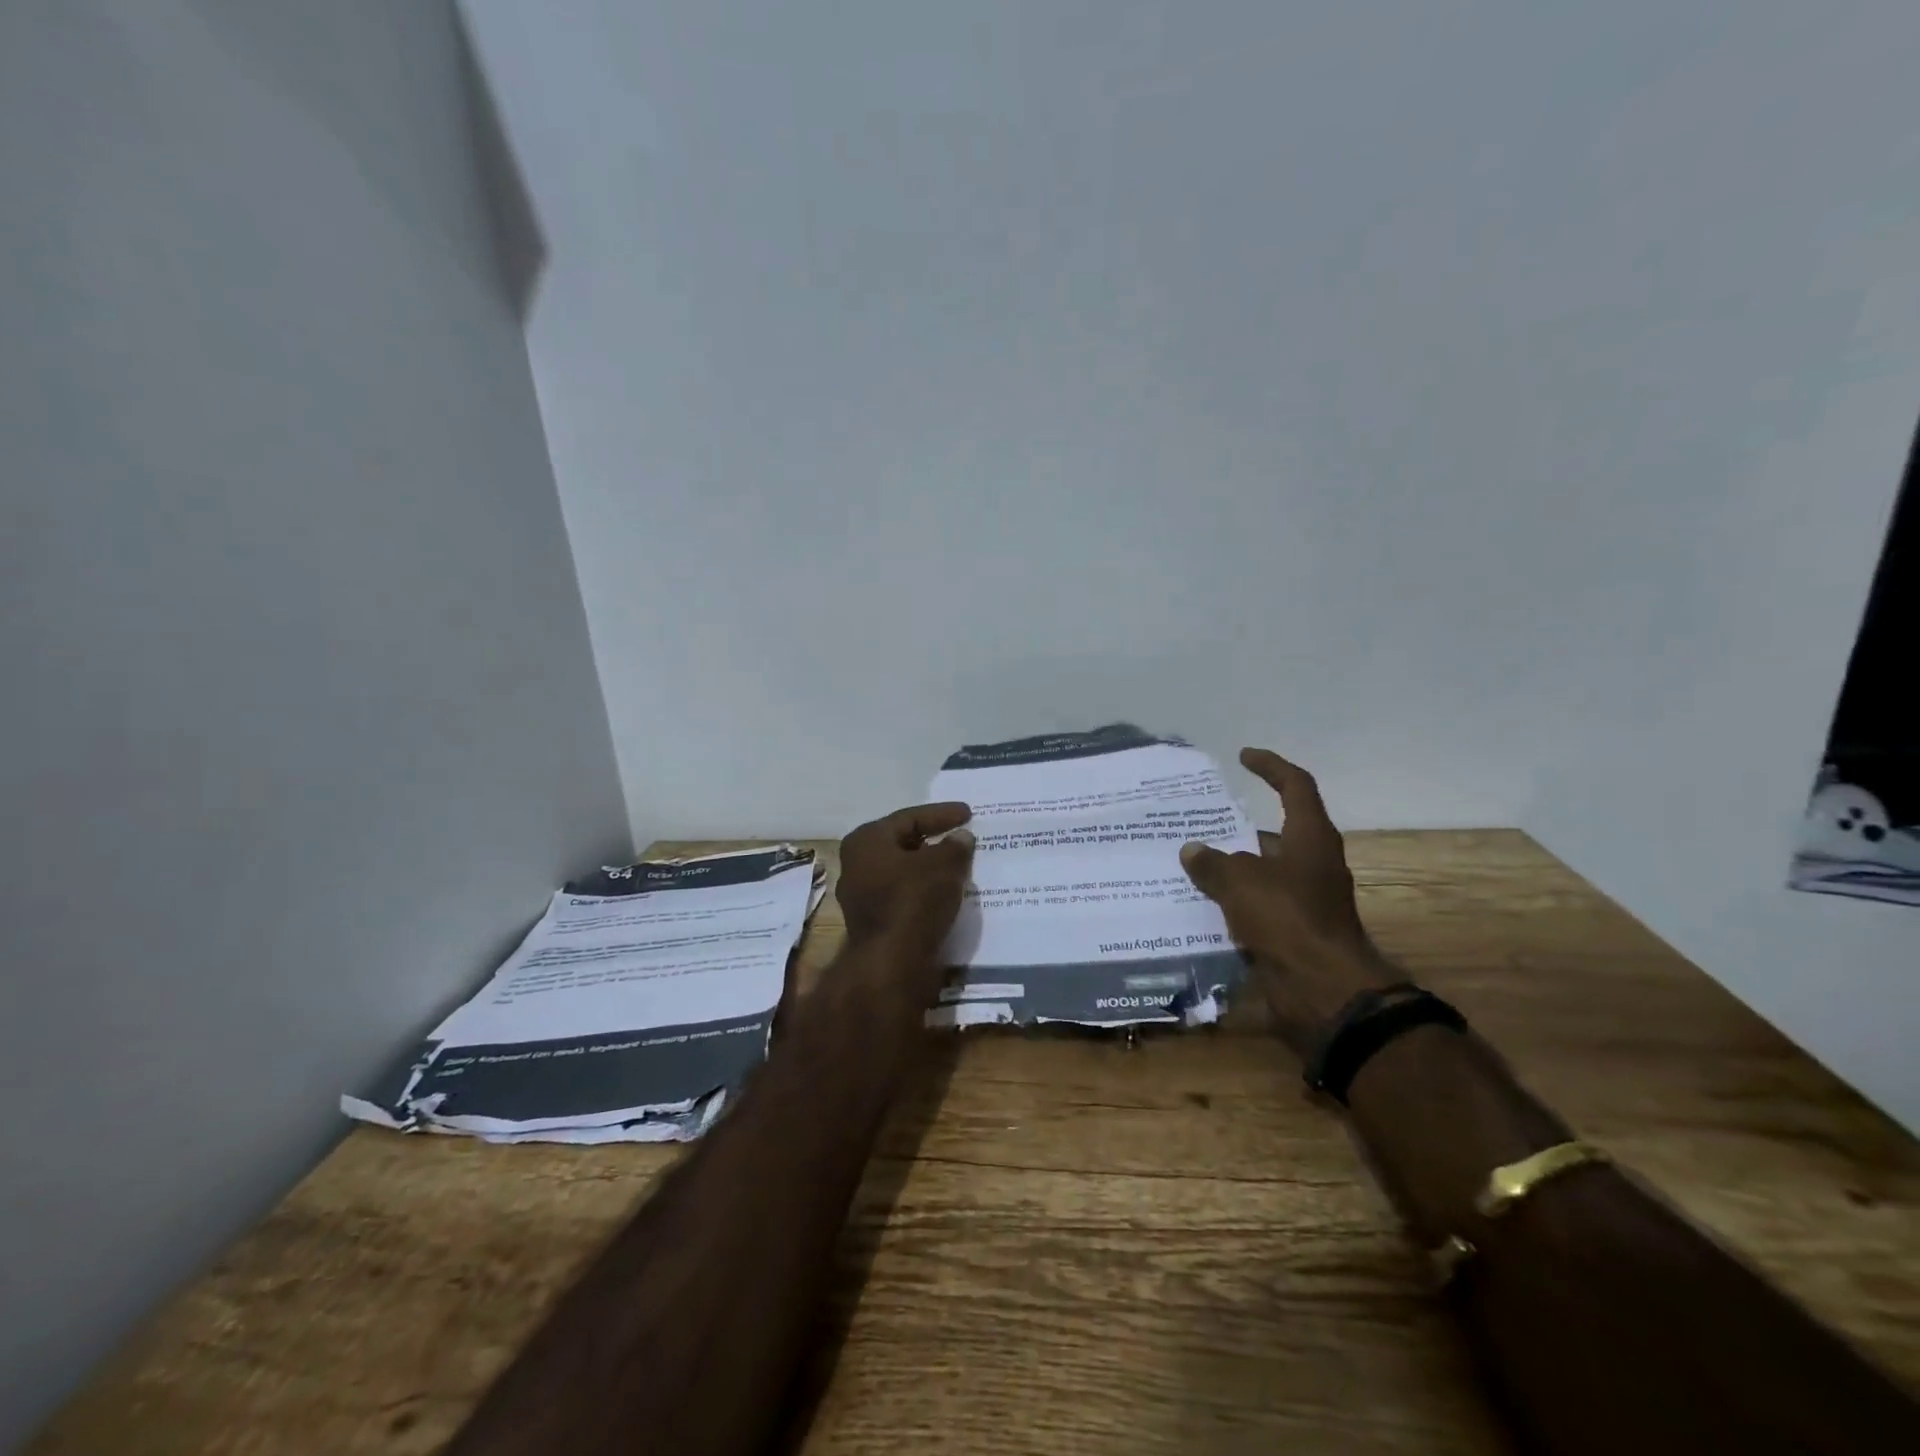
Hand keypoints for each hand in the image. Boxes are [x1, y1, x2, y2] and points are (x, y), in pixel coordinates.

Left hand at [836, 802, 975, 964]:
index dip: (942, 814)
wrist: (892, 963)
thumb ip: (955, 846)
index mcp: (866, 841)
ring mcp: (862, 896)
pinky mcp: (874, 922)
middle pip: (903, 844)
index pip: (910, 818)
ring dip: (930, 868)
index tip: (968, 814)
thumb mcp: (944, 865)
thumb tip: (960, 838)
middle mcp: (856, 864)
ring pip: (903, 872)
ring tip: (959, 866)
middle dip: (934, 840)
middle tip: (961, 837)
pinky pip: (904, 896)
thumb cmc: (914, 900)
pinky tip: (947, 893)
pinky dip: (925, 891)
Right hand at [1179, 749, 1396, 1056]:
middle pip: (1274, 832)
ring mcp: (1305, 899)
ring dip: (1231, 866)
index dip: (1271, 767)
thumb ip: (1213, 863)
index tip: (1243, 757)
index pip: (1295, 787)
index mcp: (1310, 838)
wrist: (1323, 990)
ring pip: (1262, 871)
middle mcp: (1312, 863)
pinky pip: (1257, 904)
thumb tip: (1192, 850)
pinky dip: (1233, 900)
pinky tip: (1199, 903)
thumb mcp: (1241, 882)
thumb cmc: (1287, 919)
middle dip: (1238, 827)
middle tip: (1200, 821)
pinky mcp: (1294, 929)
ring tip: (1190, 861)